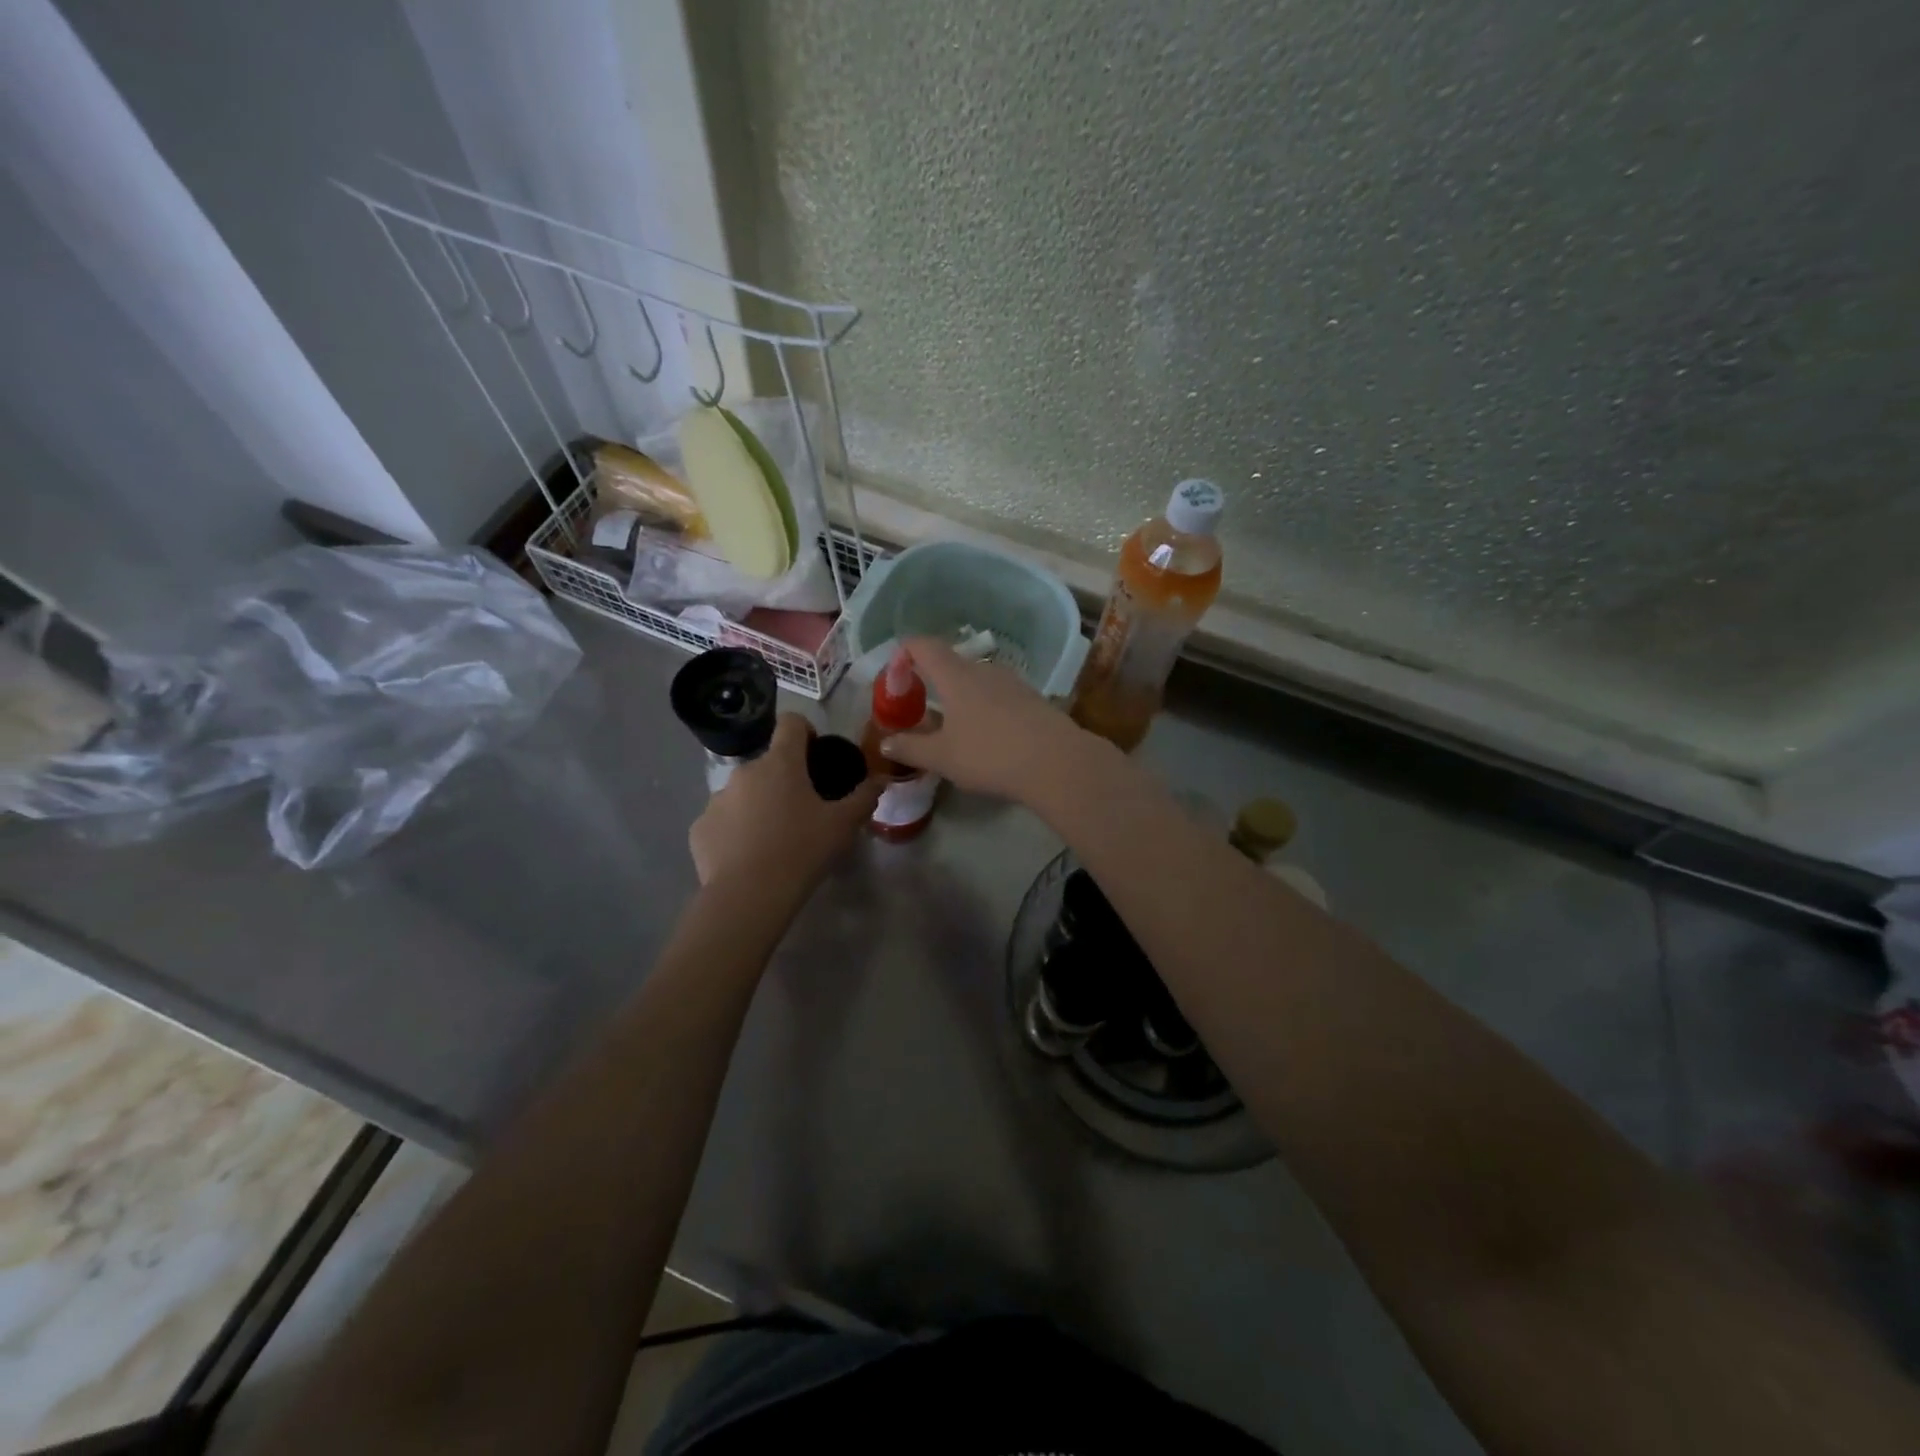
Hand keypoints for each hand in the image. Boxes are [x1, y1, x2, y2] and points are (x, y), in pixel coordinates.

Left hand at [690, 715, 882, 893]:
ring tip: (775, 839)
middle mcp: (745, 772)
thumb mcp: (844, 825)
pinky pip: (723, 821)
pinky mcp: (700, 828)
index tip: (816, 755)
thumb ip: (864, 797)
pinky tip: (749, 857)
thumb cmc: (802, 850)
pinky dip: (736, 831)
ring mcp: (717, 799)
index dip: (806, 732)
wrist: (748, 896)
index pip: (791, 723)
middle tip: (803, 811)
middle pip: (769, 763)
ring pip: (744, 793)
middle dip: (784, 780)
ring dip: (759, 805)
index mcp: (781, 763)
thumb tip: (879, 780)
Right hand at [878, 636, 1098, 803]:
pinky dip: (985, 708)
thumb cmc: (989, 754)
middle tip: (921, 707)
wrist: (1056, 762)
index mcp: (956, 675)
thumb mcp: (942, 757)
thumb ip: (911, 747)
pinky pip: (999, 696)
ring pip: (978, 681)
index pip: (924, 646)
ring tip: (953, 725)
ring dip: (961, 696)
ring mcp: (1013, 683)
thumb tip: (887, 741)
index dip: (905, 652)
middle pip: (952, 663)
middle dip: (933, 680)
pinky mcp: (1033, 699)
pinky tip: (987, 736)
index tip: (895, 673)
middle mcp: (984, 670)